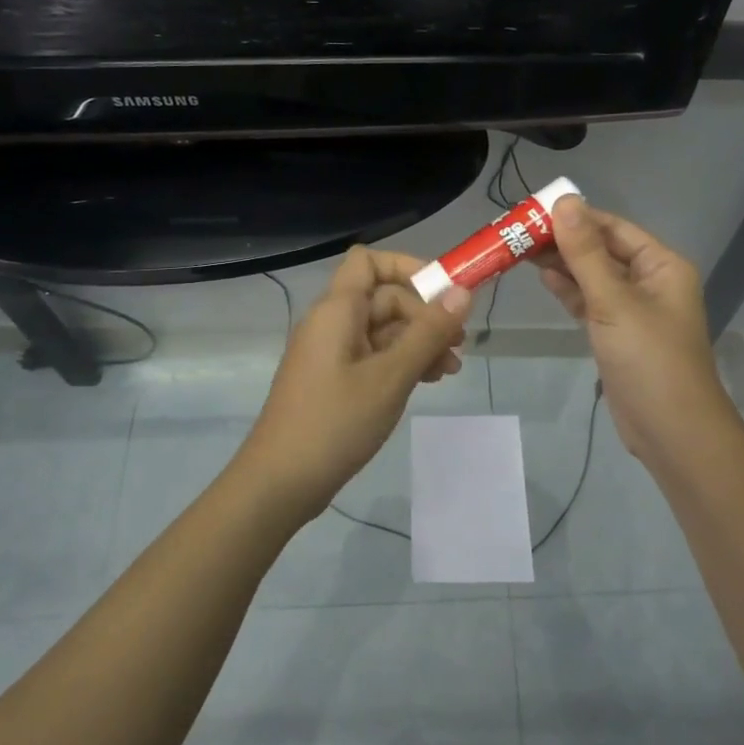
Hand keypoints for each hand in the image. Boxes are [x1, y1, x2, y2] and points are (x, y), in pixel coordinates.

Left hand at [233, 247, 471, 521]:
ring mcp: (331, 353)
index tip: (444, 293)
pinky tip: (427, 382)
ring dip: (418, 342)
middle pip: (384, 298)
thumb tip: (463, 291)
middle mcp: (332, 323)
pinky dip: (401, 362)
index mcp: (337, 310)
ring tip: (450, 370)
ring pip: (382, 330)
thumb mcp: (391, 376)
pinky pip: (373, 356)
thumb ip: (428, 332)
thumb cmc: (336, 423)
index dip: (407, 267)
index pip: (369, 261)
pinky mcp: (333, 381)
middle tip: (459, 346)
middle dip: (424, 315)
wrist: (280, 483)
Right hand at [536, 197, 735, 469]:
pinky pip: (591, 302)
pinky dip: (570, 291)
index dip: (576, 217)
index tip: (533, 211)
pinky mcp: (618, 334)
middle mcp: (650, 281)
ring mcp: (634, 309)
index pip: (613, 227)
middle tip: (518, 232)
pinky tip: (544, 279)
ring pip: (594, 277)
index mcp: (661, 265)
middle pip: (602, 250)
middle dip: (565, 241)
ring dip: (563, 264)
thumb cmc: (648, 358)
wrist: (670, 430)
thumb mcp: (614, 301)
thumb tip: (564, 201)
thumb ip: (585, 252)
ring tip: (521, 251)